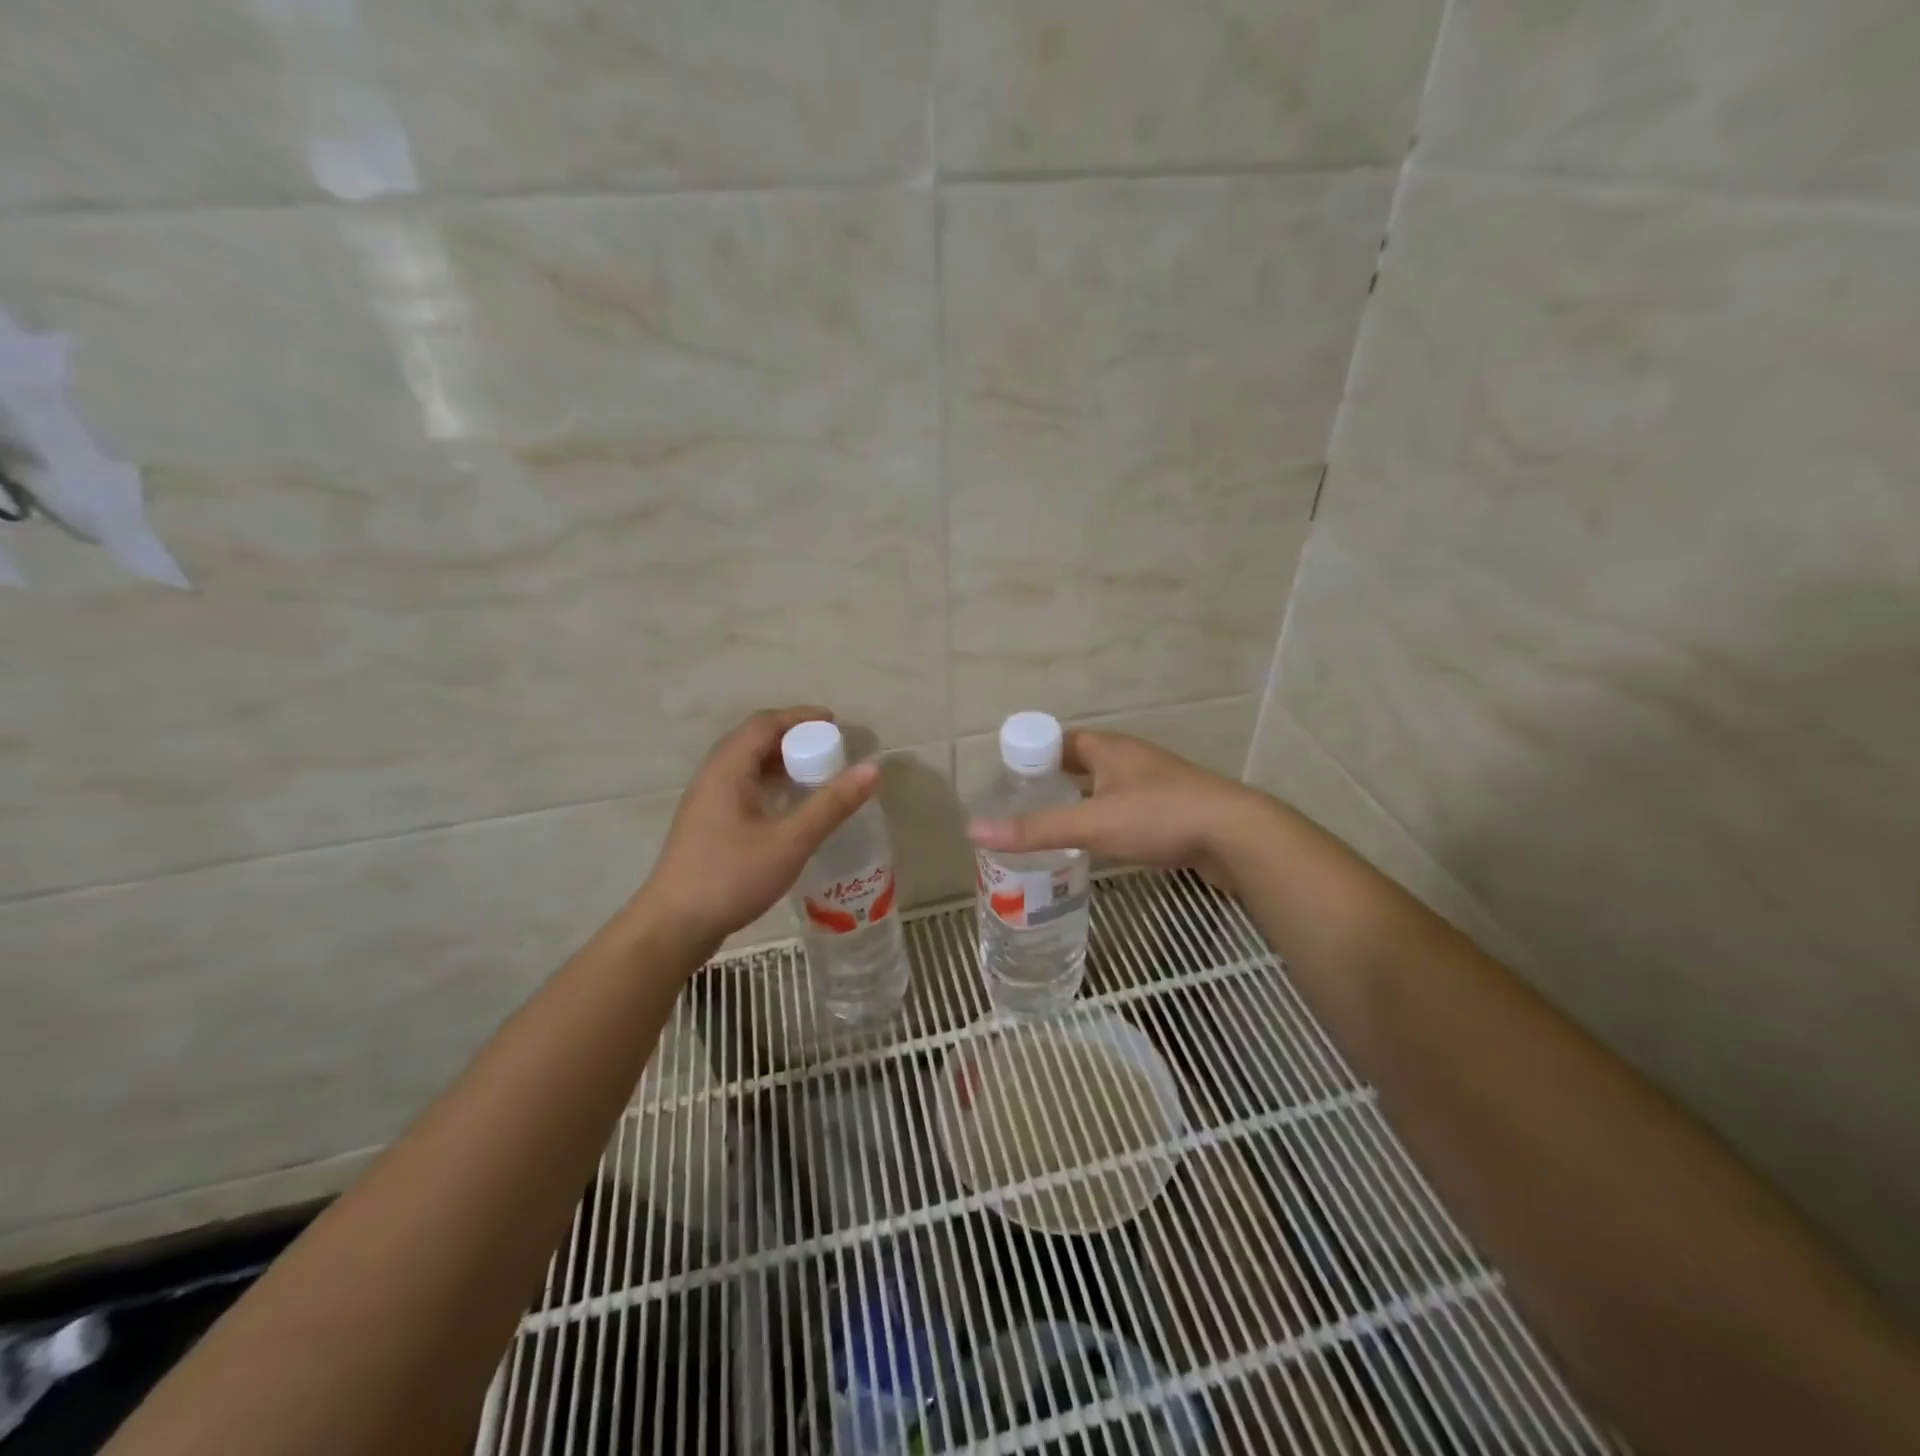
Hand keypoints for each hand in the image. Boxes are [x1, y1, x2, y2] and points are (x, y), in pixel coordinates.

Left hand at [634, 707, 878, 951]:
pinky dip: (769, 785)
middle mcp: (712, 777)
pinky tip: (789, 808)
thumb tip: (872, 767)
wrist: (673, 926)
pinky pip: (741, 788)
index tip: (835, 723)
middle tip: (829, 749)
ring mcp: (705, 802)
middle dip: (793, 738)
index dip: (800, 717)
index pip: (764, 724)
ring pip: (746, 766)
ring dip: (780, 762)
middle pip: (753, 740)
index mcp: (727, 769)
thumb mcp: (790, 841)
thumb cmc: (731, 876)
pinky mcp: (706, 826)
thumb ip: (831, 804)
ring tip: (815, 774)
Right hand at [967, 730, 1263, 892]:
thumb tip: (974, 830)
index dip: (1034, 754)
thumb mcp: (1091, 823)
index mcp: (1110, 748)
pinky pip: (1129, 811)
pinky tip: (1099, 848)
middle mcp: (1132, 759)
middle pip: (1083, 764)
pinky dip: (1108, 822)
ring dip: (1083, 803)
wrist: (1236, 836)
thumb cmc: (1159, 817)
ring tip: (1054, 830)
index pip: (1061, 740)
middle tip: (1025, 808)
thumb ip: (1034, 830)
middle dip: (1055, 782)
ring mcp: (1157, 785)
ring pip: (1108, 789)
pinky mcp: (1175, 812)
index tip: (1010, 779)